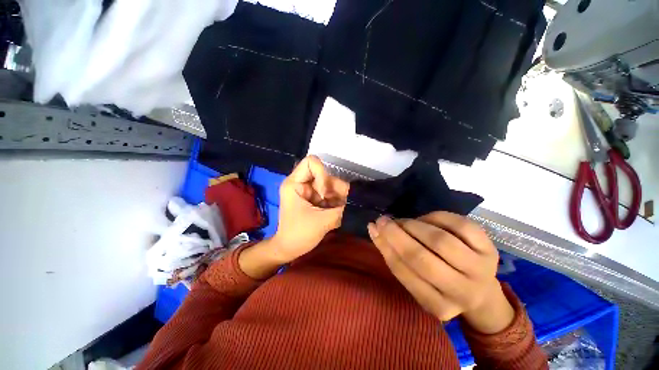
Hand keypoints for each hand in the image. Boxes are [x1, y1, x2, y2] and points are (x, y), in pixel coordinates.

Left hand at [271, 155, 349, 262]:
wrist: (289, 249)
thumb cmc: (299, 235)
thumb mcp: (322, 221)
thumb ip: (342, 208)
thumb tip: (356, 200)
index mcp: (295, 183)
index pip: (311, 162)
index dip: (323, 174)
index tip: (325, 194)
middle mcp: (302, 183)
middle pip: (325, 175)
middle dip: (334, 190)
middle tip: (339, 205)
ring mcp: (309, 191)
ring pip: (330, 185)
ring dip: (338, 197)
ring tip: (339, 211)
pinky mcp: (315, 198)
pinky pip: (330, 194)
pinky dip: (336, 202)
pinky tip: (336, 213)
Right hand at [368, 212, 513, 332]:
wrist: (480, 291)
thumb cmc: (439, 285)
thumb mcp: (416, 280)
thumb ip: (394, 256)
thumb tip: (374, 228)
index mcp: (438, 306)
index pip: (404, 273)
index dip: (386, 247)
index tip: (374, 228)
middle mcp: (462, 292)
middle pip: (422, 258)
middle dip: (397, 235)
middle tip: (383, 220)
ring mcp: (480, 269)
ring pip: (440, 241)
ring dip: (414, 226)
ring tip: (403, 222)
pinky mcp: (490, 249)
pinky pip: (460, 225)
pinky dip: (436, 217)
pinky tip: (426, 219)